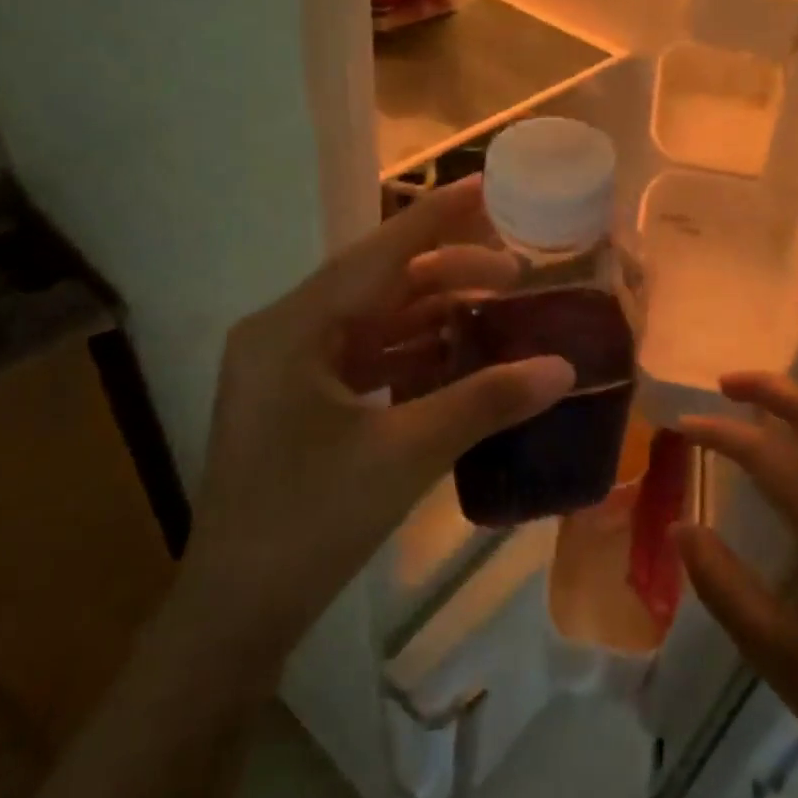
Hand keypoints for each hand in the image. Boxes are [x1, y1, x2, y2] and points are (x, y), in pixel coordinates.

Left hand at [177, 178, 573, 683]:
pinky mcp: (300, 401)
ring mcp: (288, 369)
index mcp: (292, 329)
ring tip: (499, 311)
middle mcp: (284, 334)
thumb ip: (484, 402)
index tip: (485, 184)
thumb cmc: (309, 524)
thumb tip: (562, 368)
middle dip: (448, 274)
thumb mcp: (403, 456)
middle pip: (378, 284)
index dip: (436, 217)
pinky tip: (458, 356)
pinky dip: (413, 353)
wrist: (236, 613)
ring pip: (374, 321)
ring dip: (434, 315)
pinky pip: (365, 357)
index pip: (378, 255)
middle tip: (515, 273)